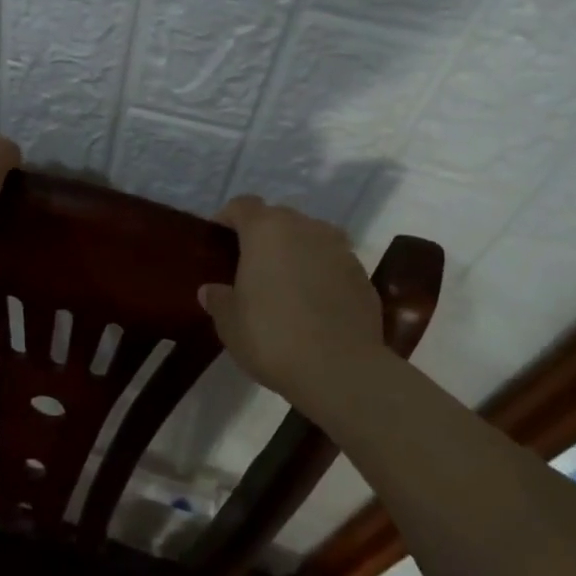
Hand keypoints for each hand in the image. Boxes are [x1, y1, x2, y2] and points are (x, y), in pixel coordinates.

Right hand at [200, 196, 384, 419]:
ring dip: (296, 253)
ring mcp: (340, 250)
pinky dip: (321, 275)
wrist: (342, 370)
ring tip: (285, 285)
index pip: (242, 205)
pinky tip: (313, 306)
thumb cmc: (272, 337)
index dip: (227, 218)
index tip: (219, 240)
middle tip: (250, 266)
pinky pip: (333, 265)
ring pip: (310, 239)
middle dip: (263, 236)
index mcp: (266, 230)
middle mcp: (306, 228)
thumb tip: (211, 291)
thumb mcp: (230, 323)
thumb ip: (219, 300)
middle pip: (279, 219)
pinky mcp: (363, 276)